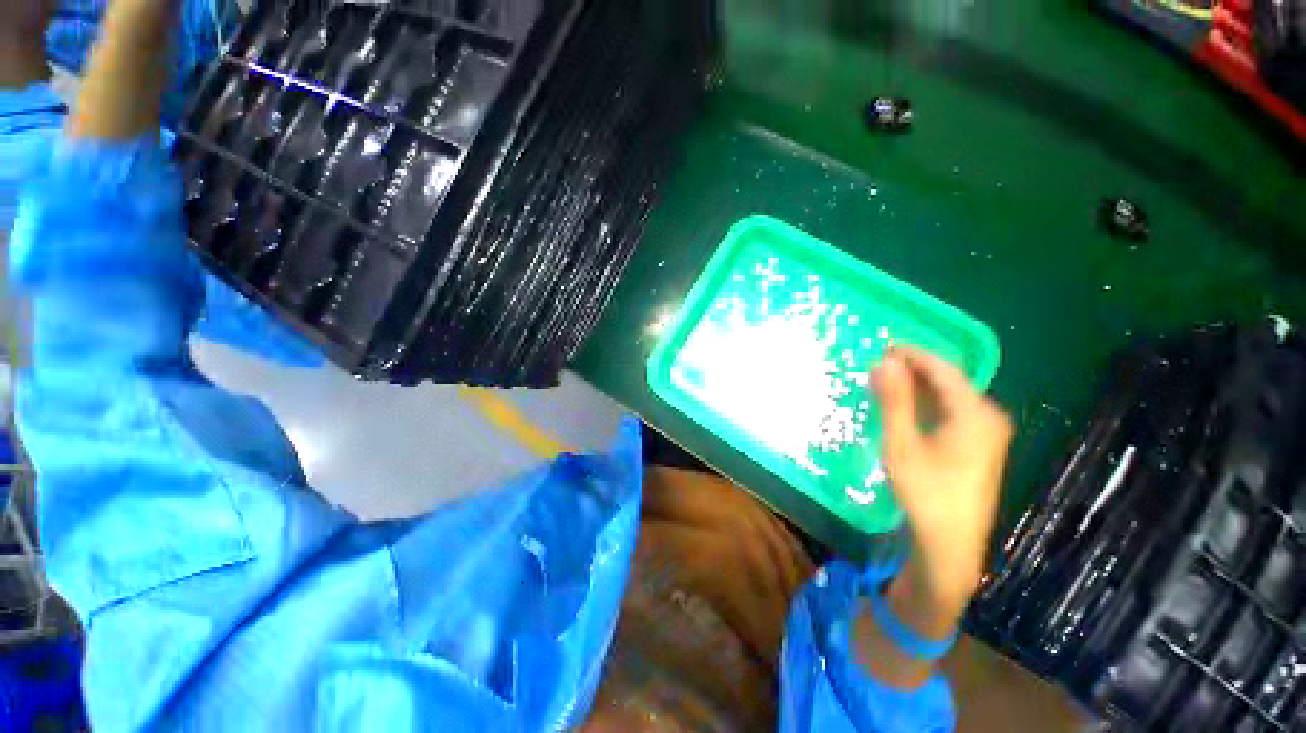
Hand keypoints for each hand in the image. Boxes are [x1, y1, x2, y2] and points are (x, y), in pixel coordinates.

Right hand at [873, 348, 1012, 626]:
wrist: (951, 543)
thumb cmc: (925, 491)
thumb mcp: (901, 443)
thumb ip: (894, 400)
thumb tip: (884, 362)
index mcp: (974, 413)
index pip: (943, 368)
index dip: (913, 353)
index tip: (882, 347)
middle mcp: (988, 416)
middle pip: (949, 380)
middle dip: (914, 368)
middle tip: (878, 365)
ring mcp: (988, 431)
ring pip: (950, 395)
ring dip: (918, 385)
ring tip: (886, 381)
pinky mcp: (980, 444)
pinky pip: (952, 410)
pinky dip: (927, 402)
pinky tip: (906, 406)